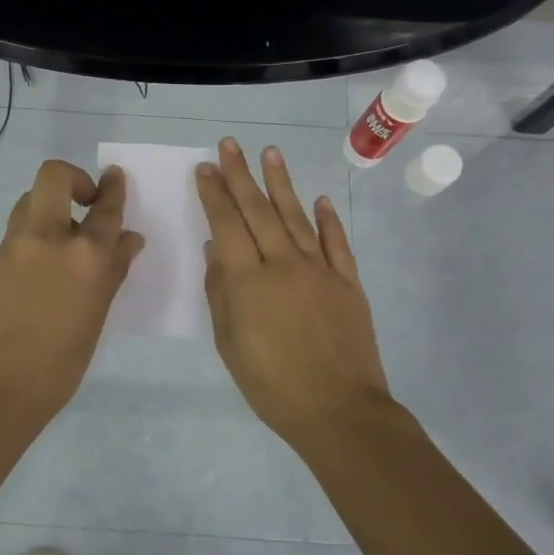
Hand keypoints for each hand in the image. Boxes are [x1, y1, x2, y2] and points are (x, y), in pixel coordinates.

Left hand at [0, 159, 145, 415]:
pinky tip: (49, 256)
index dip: (113, 188)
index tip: (116, 176)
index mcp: (84, 256)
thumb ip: (114, 269)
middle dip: (74, 177)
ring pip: (33, 197)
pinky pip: (21, 223)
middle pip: (55, 176)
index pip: (105, 208)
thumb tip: (129, 239)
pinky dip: (38, 224)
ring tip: (68, 233)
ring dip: (53, 202)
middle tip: (87, 202)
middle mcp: (49, 237)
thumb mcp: (97, 314)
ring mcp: (17, 243)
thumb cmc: (61, 360)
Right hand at [196, 138, 390, 440]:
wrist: (339, 410)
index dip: (214, 194)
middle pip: (258, 211)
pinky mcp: (348, 282)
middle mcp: (284, 264)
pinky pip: (336, 243)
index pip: (227, 225)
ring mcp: (320, 270)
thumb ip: (221, 292)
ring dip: (281, 183)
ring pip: (296, 216)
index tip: (205, 167)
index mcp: (249, 281)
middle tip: (229, 144)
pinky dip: (328, 219)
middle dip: (240, 175)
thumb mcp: (230, 344)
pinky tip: (320, 199)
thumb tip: (215, 250)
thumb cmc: (272, 384)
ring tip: (270, 153)